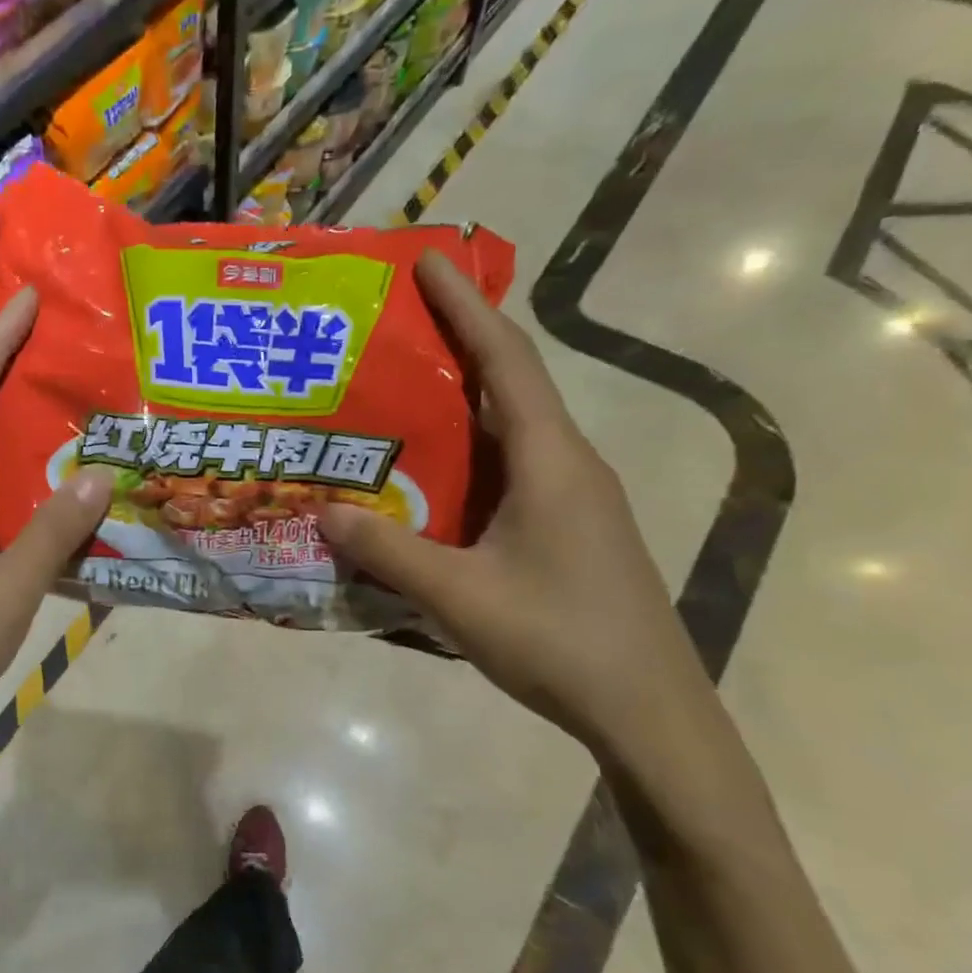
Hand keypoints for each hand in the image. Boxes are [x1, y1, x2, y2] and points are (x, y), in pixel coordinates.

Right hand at [320, 253, 713, 758]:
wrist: (648, 713)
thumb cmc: (558, 641)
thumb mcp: (457, 595)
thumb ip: (387, 551)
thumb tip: (323, 512)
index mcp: (550, 459)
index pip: (506, 360)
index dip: (465, 306)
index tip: (427, 260)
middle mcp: (566, 463)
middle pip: (508, 383)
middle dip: (456, 342)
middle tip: (392, 324)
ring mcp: (570, 497)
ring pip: (506, 429)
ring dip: (456, 403)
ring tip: (394, 391)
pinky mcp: (564, 527)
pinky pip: (506, 470)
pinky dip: (463, 455)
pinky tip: (423, 475)